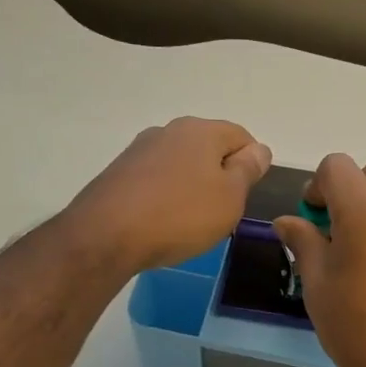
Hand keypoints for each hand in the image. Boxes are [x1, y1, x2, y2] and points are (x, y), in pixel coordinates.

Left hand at [66, 118, 271, 272]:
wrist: (106, 235)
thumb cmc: (181, 215)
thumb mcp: (230, 197)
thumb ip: (248, 169)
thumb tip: (259, 149)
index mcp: (201, 130)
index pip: (241, 136)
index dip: (252, 163)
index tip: (246, 195)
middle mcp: (169, 130)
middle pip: (209, 148)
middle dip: (221, 175)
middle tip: (223, 211)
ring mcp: (140, 150)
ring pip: (181, 163)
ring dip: (193, 186)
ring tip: (191, 220)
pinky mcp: (119, 172)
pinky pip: (156, 179)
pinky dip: (167, 195)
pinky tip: (164, 221)